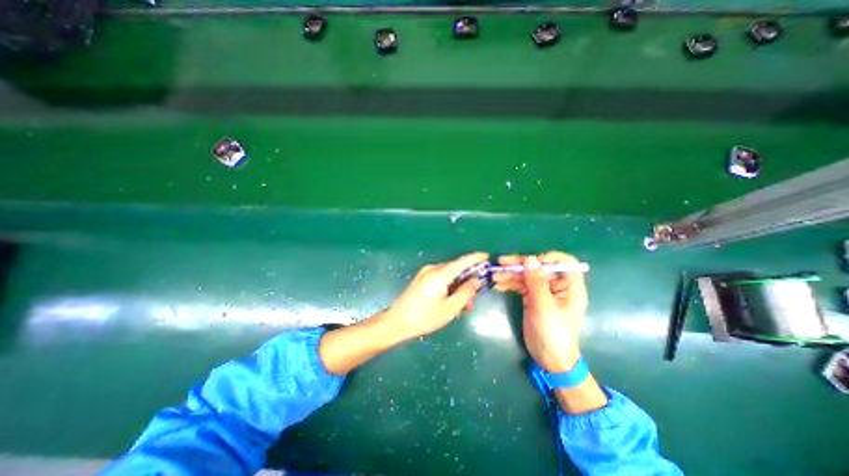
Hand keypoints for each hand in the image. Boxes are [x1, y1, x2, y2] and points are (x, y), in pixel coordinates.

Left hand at [379, 254, 490, 340]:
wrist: (397, 322)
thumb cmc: (424, 317)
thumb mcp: (450, 309)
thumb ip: (465, 293)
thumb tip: (475, 280)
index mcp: (440, 274)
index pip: (462, 261)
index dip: (476, 258)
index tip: (487, 257)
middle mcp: (433, 269)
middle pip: (456, 269)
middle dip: (467, 282)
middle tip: (471, 301)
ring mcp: (426, 272)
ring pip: (449, 275)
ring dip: (458, 287)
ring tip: (460, 306)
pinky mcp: (422, 278)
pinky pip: (441, 278)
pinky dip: (449, 287)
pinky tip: (450, 301)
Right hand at [494, 252, 586, 372]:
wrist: (549, 358)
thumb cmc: (553, 332)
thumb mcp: (544, 306)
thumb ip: (537, 281)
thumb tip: (530, 259)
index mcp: (569, 285)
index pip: (562, 262)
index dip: (546, 258)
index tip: (530, 262)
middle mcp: (557, 285)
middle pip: (538, 267)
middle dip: (520, 265)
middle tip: (501, 263)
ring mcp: (543, 291)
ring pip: (527, 276)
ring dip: (511, 274)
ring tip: (494, 276)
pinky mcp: (532, 298)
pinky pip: (520, 285)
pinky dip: (510, 284)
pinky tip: (498, 285)